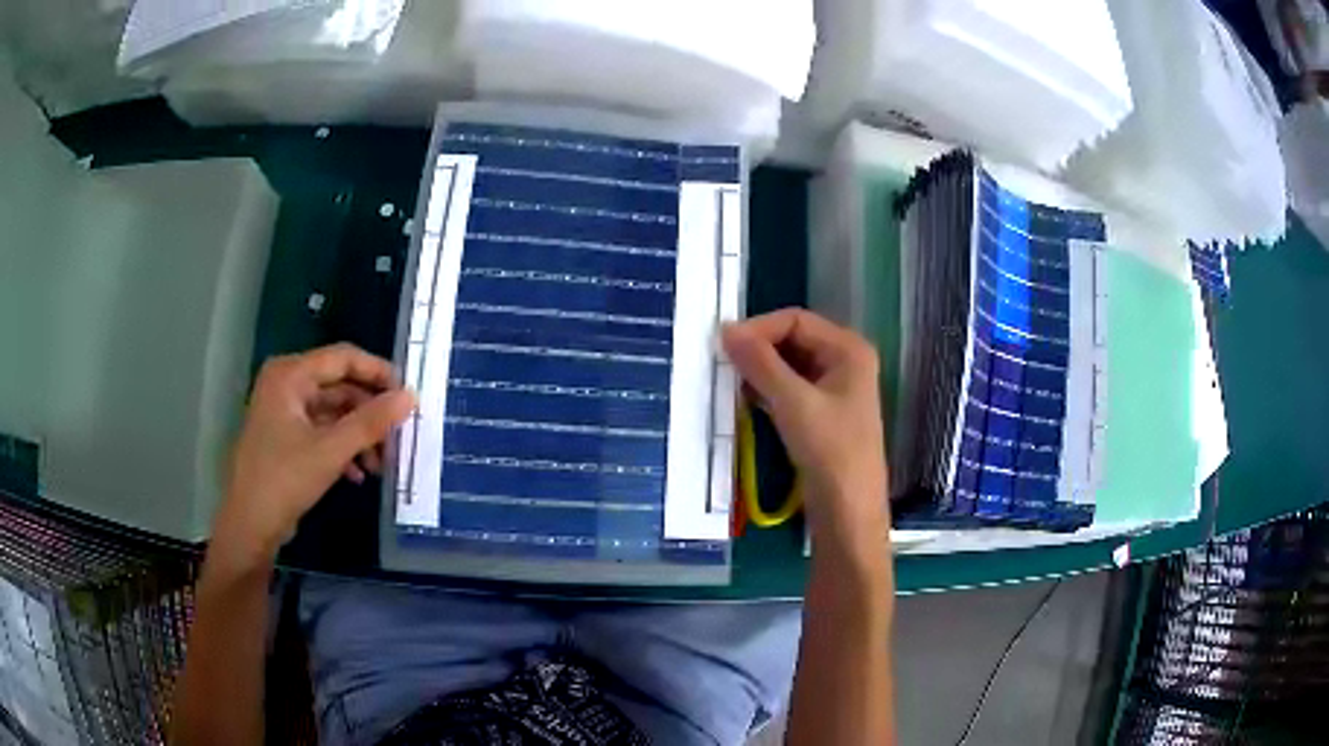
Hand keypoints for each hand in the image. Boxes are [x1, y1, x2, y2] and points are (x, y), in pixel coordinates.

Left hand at [211, 343, 414, 567]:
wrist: (249, 526)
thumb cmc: (284, 480)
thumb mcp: (331, 451)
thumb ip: (371, 422)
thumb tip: (411, 397)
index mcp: (291, 375)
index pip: (343, 358)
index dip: (378, 373)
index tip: (408, 396)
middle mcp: (287, 384)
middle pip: (340, 386)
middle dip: (370, 413)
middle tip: (398, 437)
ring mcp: (285, 412)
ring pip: (334, 412)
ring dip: (359, 435)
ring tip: (381, 465)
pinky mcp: (287, 438)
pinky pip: (323, 431)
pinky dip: (343, 449)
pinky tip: (359, 474)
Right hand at [722, 309, 888, 554]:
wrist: (848, 513)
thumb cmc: (830, 452)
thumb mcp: (793, 403)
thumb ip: (760, 363)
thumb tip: (725, 329)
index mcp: (848, 349)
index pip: (795, 320)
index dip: (759, 328)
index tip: (722, 346)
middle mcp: (844, 361)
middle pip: (793, 340)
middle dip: (758, 349)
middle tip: (722, 364)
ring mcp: (834, 389)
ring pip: (788, 365)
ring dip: (759, 370)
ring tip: (729, 383)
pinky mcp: (822, 414)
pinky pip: (790, 389)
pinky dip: (767, 391)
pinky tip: (745, 400)